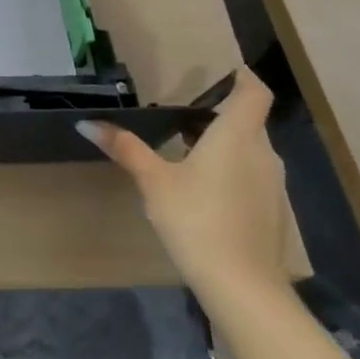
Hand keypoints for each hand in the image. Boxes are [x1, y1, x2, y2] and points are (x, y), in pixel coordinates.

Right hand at [79, 70, 288, 301]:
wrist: (243, 287)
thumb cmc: (197, 220)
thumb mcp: (154, 182)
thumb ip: (126, 148)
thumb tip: (88, 123)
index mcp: (237, 136)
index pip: (254, 92)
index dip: (244, 77)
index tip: (226, 71)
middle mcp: (262, 153)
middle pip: (249, 122)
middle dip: (220, 115)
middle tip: (183, 116)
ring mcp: (272, 185)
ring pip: (250, 151)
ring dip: (224, 145)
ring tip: (187, 151)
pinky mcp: (271, 212)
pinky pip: (252, 177)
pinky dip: (231, 172)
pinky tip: (203, 192)